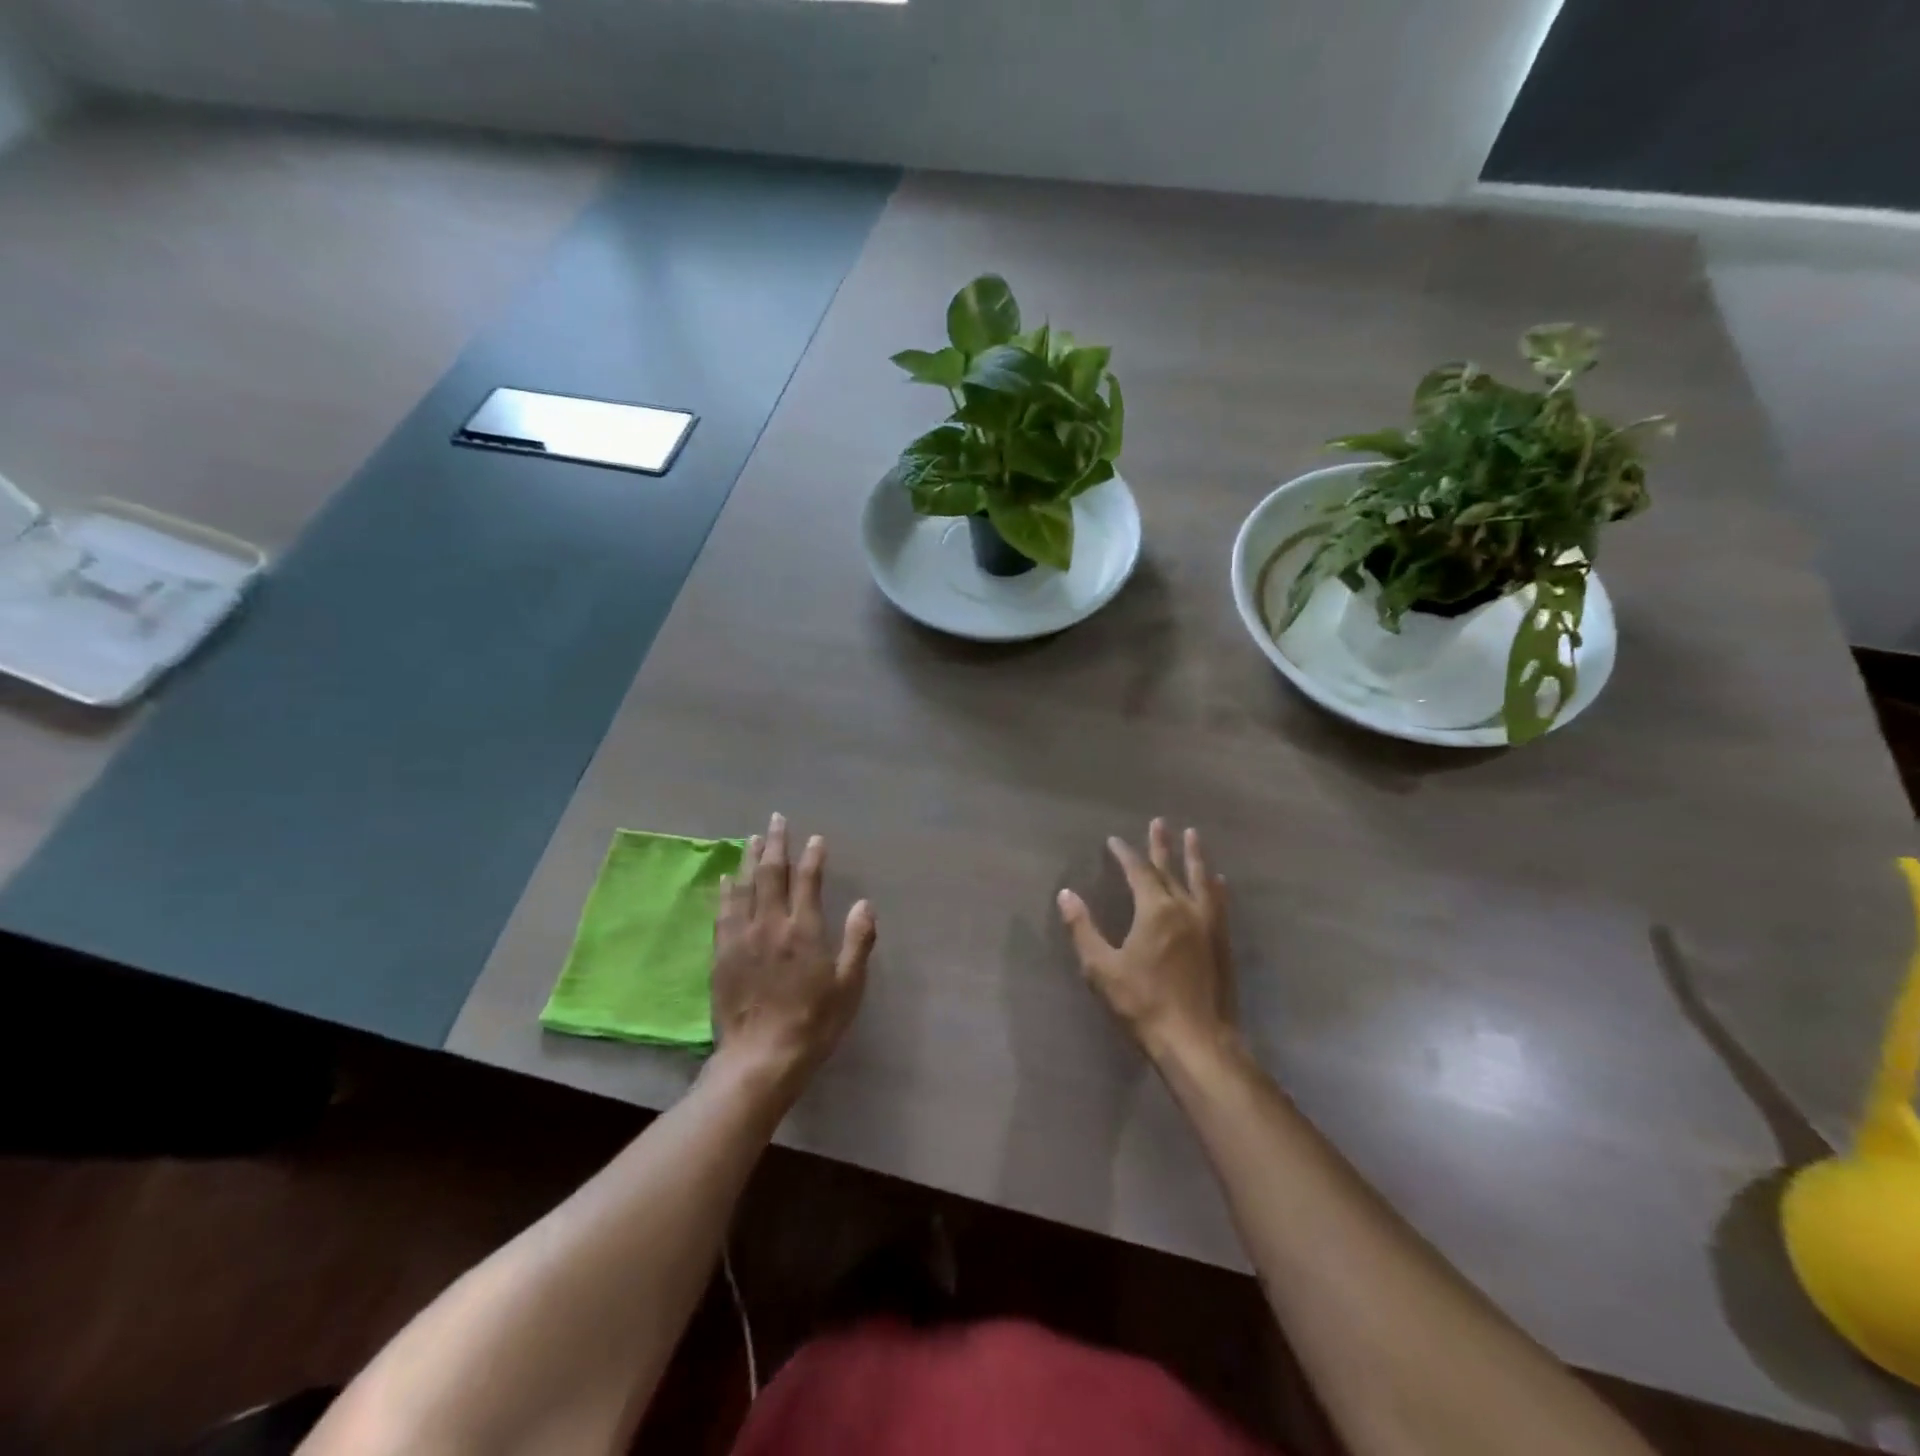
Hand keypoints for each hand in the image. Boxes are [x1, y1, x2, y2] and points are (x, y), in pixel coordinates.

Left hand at [711, 813, 876, 1099]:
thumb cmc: (813, 1023)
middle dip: (775, 843)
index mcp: (804, 930)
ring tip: (752, 838)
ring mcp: (741, 937)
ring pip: (743, 886)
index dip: (812, 856)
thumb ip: (858, 941)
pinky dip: (725, 890)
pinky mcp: (722, 954)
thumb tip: (864, 904)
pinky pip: (722, 912)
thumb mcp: (849, 986)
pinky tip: (725, 879)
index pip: (807, 880)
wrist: (760, 1058)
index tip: (815, 838)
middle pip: (770, 873)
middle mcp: (770, 924)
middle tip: (776, 820)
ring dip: (748, 859)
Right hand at [1057, 819, 1236, 1064]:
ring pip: (1201, 881)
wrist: (1196, 1042)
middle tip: (1160, 823)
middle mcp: (1185, 909)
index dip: (1125, 854)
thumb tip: (1066, 894)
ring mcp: (1209, 926)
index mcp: (1155, 910)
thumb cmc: (1143, 1004)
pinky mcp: (1222, 945)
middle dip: (1162, 846)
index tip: (1114, 841)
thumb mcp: (1101, 968)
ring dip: (1195, 858)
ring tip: (1194, 837)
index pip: (1138, 872)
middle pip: (1171, 869)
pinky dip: (1214, 888)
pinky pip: (1219, 904)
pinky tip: (1218, 884)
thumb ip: (1083, 929)